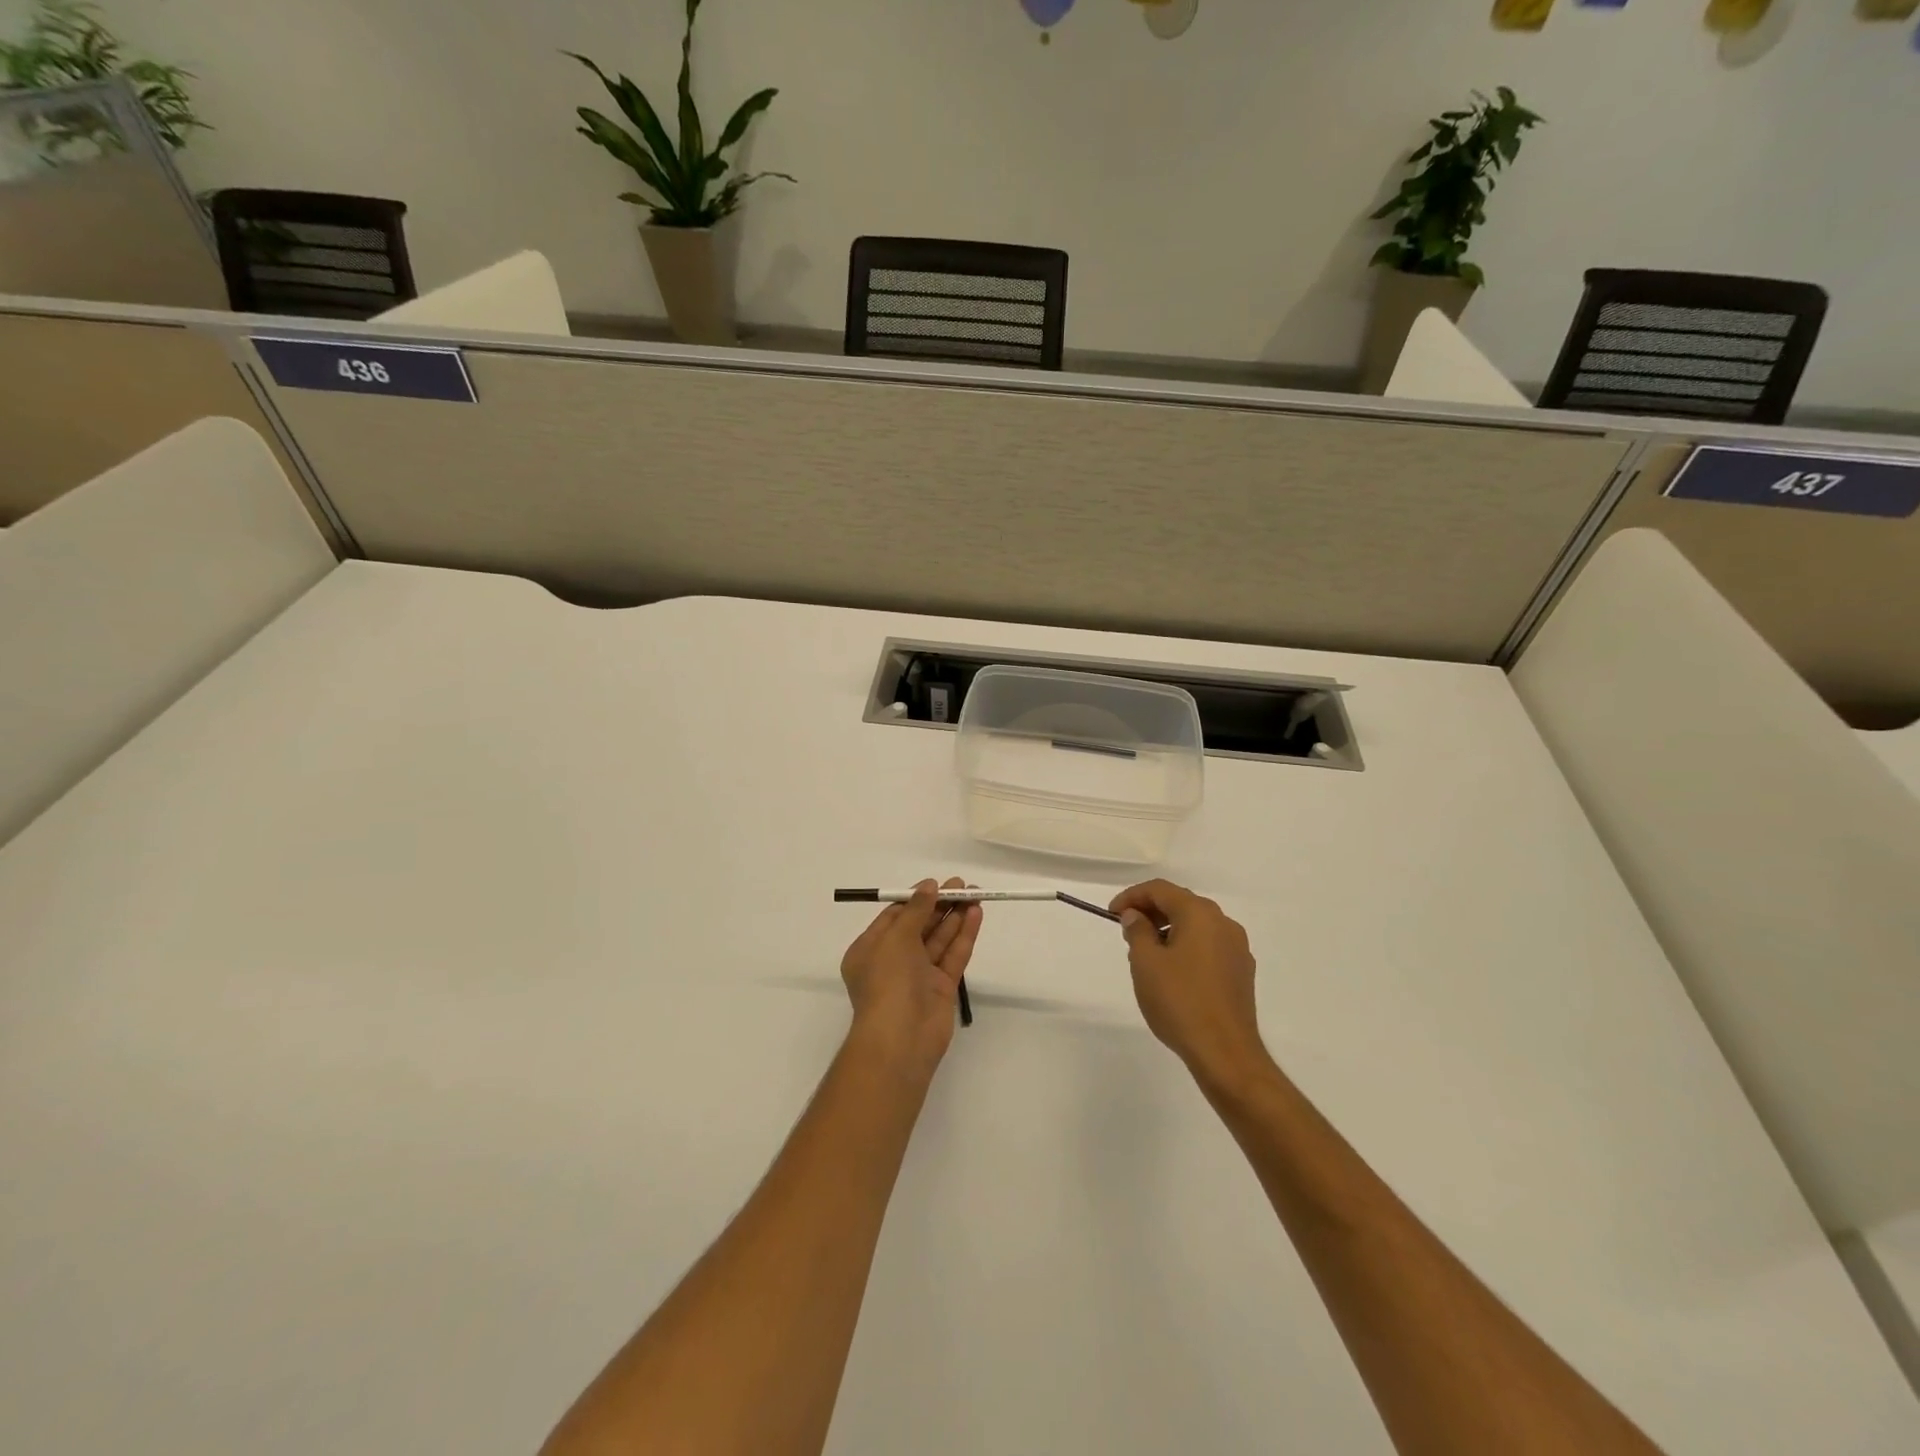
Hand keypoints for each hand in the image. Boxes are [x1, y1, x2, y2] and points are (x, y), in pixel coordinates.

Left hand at [840, 878, 983, 1081]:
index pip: (894, 917)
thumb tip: (928, 886)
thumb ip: (915, 910)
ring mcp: (919, 976)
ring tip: (975, 894)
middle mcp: (893, 961)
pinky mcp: (942, 988)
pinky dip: (964, 935)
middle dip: (939, 905)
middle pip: (920, 926)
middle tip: (963, 886)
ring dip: (955, 917)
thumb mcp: (895, 938)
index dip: (916, 899)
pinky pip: (953, 955)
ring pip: (939, 940)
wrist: (901, 1039)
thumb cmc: (888, 981)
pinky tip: (976, 915)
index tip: (936, 884)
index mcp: (870, 950)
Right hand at [1110, 880, 1270, 1091]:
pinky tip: (1173, 971)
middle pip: (1181, 903)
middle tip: (1126, 931)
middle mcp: (1223, 923)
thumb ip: (1137, 931)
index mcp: (1200, 914)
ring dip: (1169, 930)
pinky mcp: (1241, 971)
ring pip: (1196, 925)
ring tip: (1146, 953)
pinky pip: (1208, 946)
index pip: (1160, 890)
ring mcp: (1237, 948)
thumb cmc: (1180, 1002)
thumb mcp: (1146, 963)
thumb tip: (1136, 916)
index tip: (1112, 914)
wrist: (1225, 1052)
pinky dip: (1187, 947)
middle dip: (1151, 912)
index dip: (1132, 897)